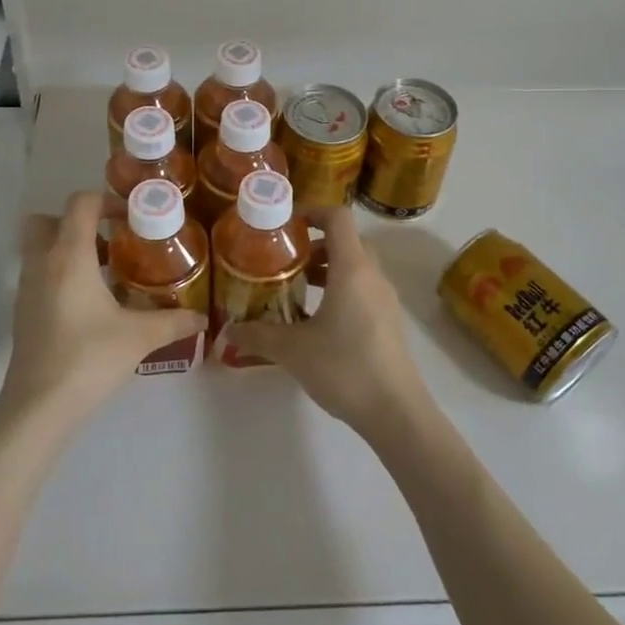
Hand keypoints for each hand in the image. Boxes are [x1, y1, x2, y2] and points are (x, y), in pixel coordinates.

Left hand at [0, 191, 204, 428]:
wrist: (38, 408)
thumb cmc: (89, 360)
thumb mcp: (139, 337)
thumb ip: (173, 321)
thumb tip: (202, 318)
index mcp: (69, 256)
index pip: (81, 204)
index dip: (107, 201)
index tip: (132, 218)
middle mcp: (42, 263)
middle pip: (49, 220)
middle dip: (78, 223)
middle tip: (111, 241)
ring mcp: (26, 288)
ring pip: (40, 248)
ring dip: (69, 249)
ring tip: (105, 273)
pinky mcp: (21, 312)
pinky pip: (39, 274)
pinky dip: (60, 274)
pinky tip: (88, 304)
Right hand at [231, 208, 431, 440]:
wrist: (396, 412)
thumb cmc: (345, 367)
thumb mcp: (292, 350)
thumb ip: (258, 335)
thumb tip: (228, 330)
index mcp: (352, 268)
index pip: (338, 217)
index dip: (312, 211)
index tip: (285, 224)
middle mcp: (372, 275)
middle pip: (346, 241)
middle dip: (314, 244)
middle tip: (285, 260)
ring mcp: (385, 299)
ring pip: (355, 266)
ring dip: (327, 268)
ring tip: (297, 288)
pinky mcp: (389, 321)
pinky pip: (363, 289)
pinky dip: (340, 289)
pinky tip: (317, 319)